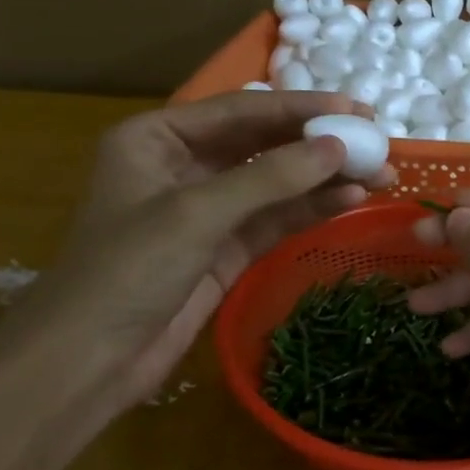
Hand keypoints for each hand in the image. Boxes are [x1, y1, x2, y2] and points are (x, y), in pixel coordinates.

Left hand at [0, 91, 393, 416]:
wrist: (88, 362)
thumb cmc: (127, 270)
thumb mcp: (197, 213)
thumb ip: (272, 177)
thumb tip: (339, 147)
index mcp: (158, 137)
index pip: (243, 110)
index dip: (303, 107)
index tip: (357, 110)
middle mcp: (185, 164)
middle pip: (265, 143)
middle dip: (320, 143)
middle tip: (376, 141)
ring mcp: (209, 209)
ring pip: (278, 182)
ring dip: (326, 178)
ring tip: (381, 174)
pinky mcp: (227, 247)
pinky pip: (278, 217)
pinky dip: (313, 209)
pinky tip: (352, 201)